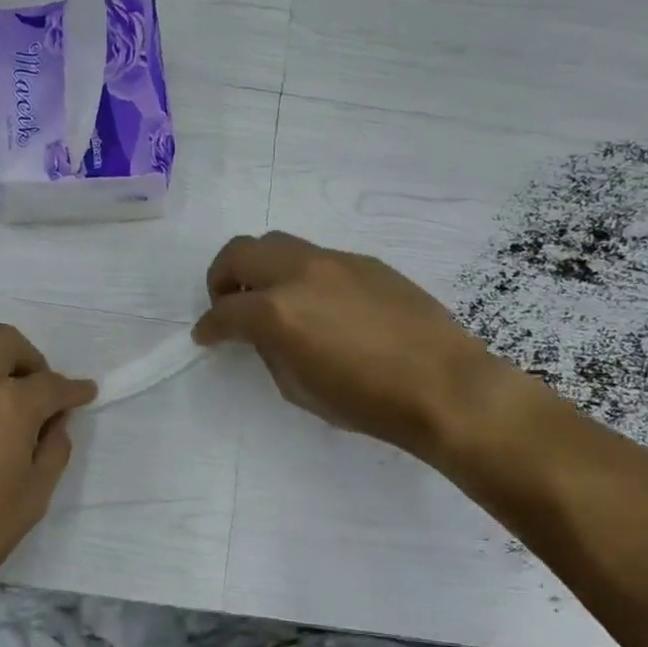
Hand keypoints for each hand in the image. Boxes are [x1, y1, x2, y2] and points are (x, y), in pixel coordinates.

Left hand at [0, 325, 95, 616]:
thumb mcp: (31, 499)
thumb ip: (51, 452)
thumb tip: (52, 426)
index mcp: (7, 404)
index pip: (51, 384)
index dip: (73, 390)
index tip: (84, 394)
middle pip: (3, 341)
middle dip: (30, 359)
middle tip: (39, 394)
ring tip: (2, 408)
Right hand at [194, 232, 515, 459]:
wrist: (442, 386)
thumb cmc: (366, 402)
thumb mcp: (299, 389)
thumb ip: (272, 352)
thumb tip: (264, 336)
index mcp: (278, 312)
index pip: (224, 311)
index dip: (208, 327)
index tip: (205, 337)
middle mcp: (301, 273)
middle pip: (241, 252)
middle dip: (222, 277)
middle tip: (228, 304)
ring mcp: (337, 261)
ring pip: (280, 245)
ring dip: (262, 269)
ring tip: (271, 301)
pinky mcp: (367, 263)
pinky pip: (318, 258)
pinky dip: (300, 275)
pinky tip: (318, 306)